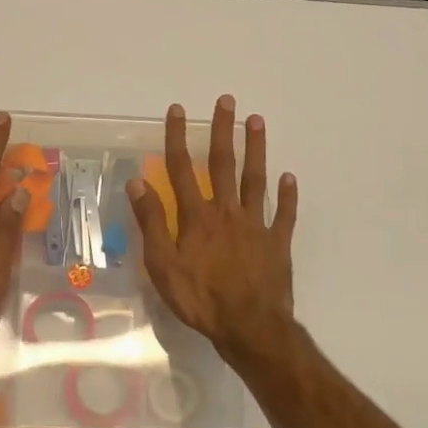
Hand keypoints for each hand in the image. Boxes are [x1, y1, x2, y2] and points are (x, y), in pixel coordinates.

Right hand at [127, 96, 297, 357]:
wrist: (249, 326)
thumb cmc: (200, 298)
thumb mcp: (163, 265)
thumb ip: (152, 222)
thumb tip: (138, 183)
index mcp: (197, 216)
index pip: (182, 169)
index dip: (178, 138)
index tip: (178, 110)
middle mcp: (227, 211)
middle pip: (223, 163)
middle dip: (223, 130)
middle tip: (227, 101)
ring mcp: (256, 224)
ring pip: (255, 179)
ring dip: (256, 149)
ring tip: (257, 120)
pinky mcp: (277, 242)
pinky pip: (284, 214)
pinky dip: (287, 195)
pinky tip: (290, 177)